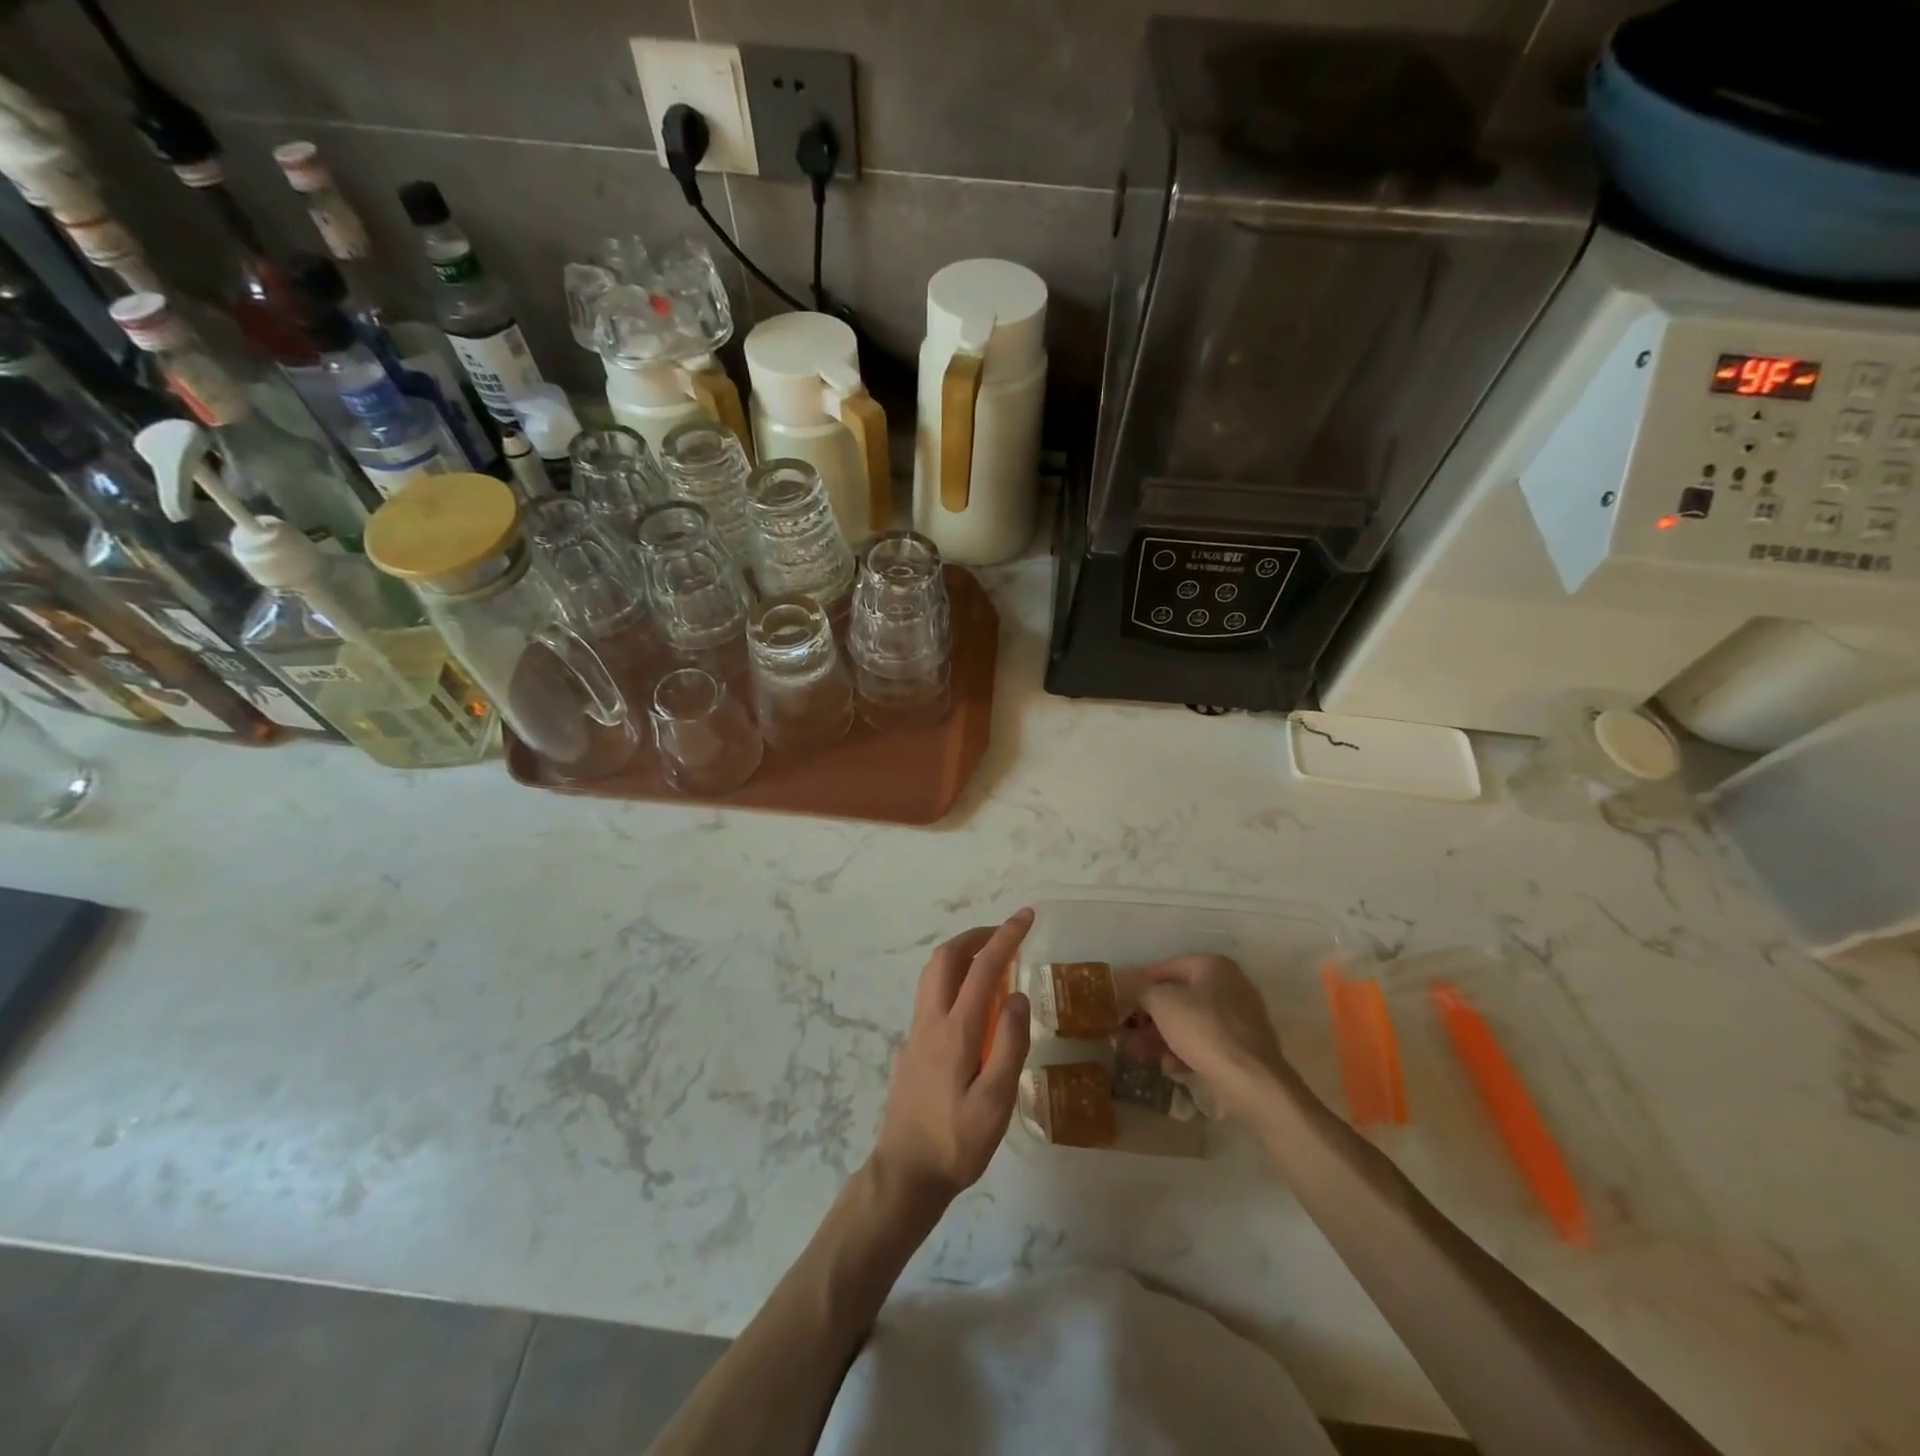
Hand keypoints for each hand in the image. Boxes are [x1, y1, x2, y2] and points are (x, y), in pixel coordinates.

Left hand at [871, 910, 1032, 1214]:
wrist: (905, 1174)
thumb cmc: (956, 1143)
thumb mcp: (995, 1104)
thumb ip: (1009, 1046)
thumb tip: (1018, 996)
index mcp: (955, 1031)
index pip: (983, 968)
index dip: (1006, 937)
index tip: (1026, 917)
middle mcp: (931, 1021)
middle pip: (946, 957)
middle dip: (977, 935)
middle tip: (1007, 934)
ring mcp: (917, 1032)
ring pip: (933, 973)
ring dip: (962, 953)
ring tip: (993, 960)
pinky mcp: (912, 1046)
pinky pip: (932, 993)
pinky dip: (954, 977)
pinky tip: (972, 1001)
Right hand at [1122, 954, 1288, 1119]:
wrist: (1252, 1082)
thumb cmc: (1204, 1030)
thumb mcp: (1162, 1003)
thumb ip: (1140, 990)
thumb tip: (1122, 984)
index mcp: (1214, 966)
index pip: (1166, 968)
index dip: (1138, 984)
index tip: (1119, 1000)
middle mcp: (1230, 986)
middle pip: (1178, 997)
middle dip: (1149, 1015)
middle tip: (1125, 1031)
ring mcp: (1239, 1018)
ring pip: (1190, 1022)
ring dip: (1161, 1035)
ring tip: (1137, 1052)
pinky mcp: (1242, 1048)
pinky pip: (1205, 1042)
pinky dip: (1184, 1050)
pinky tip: (1168, 1066)